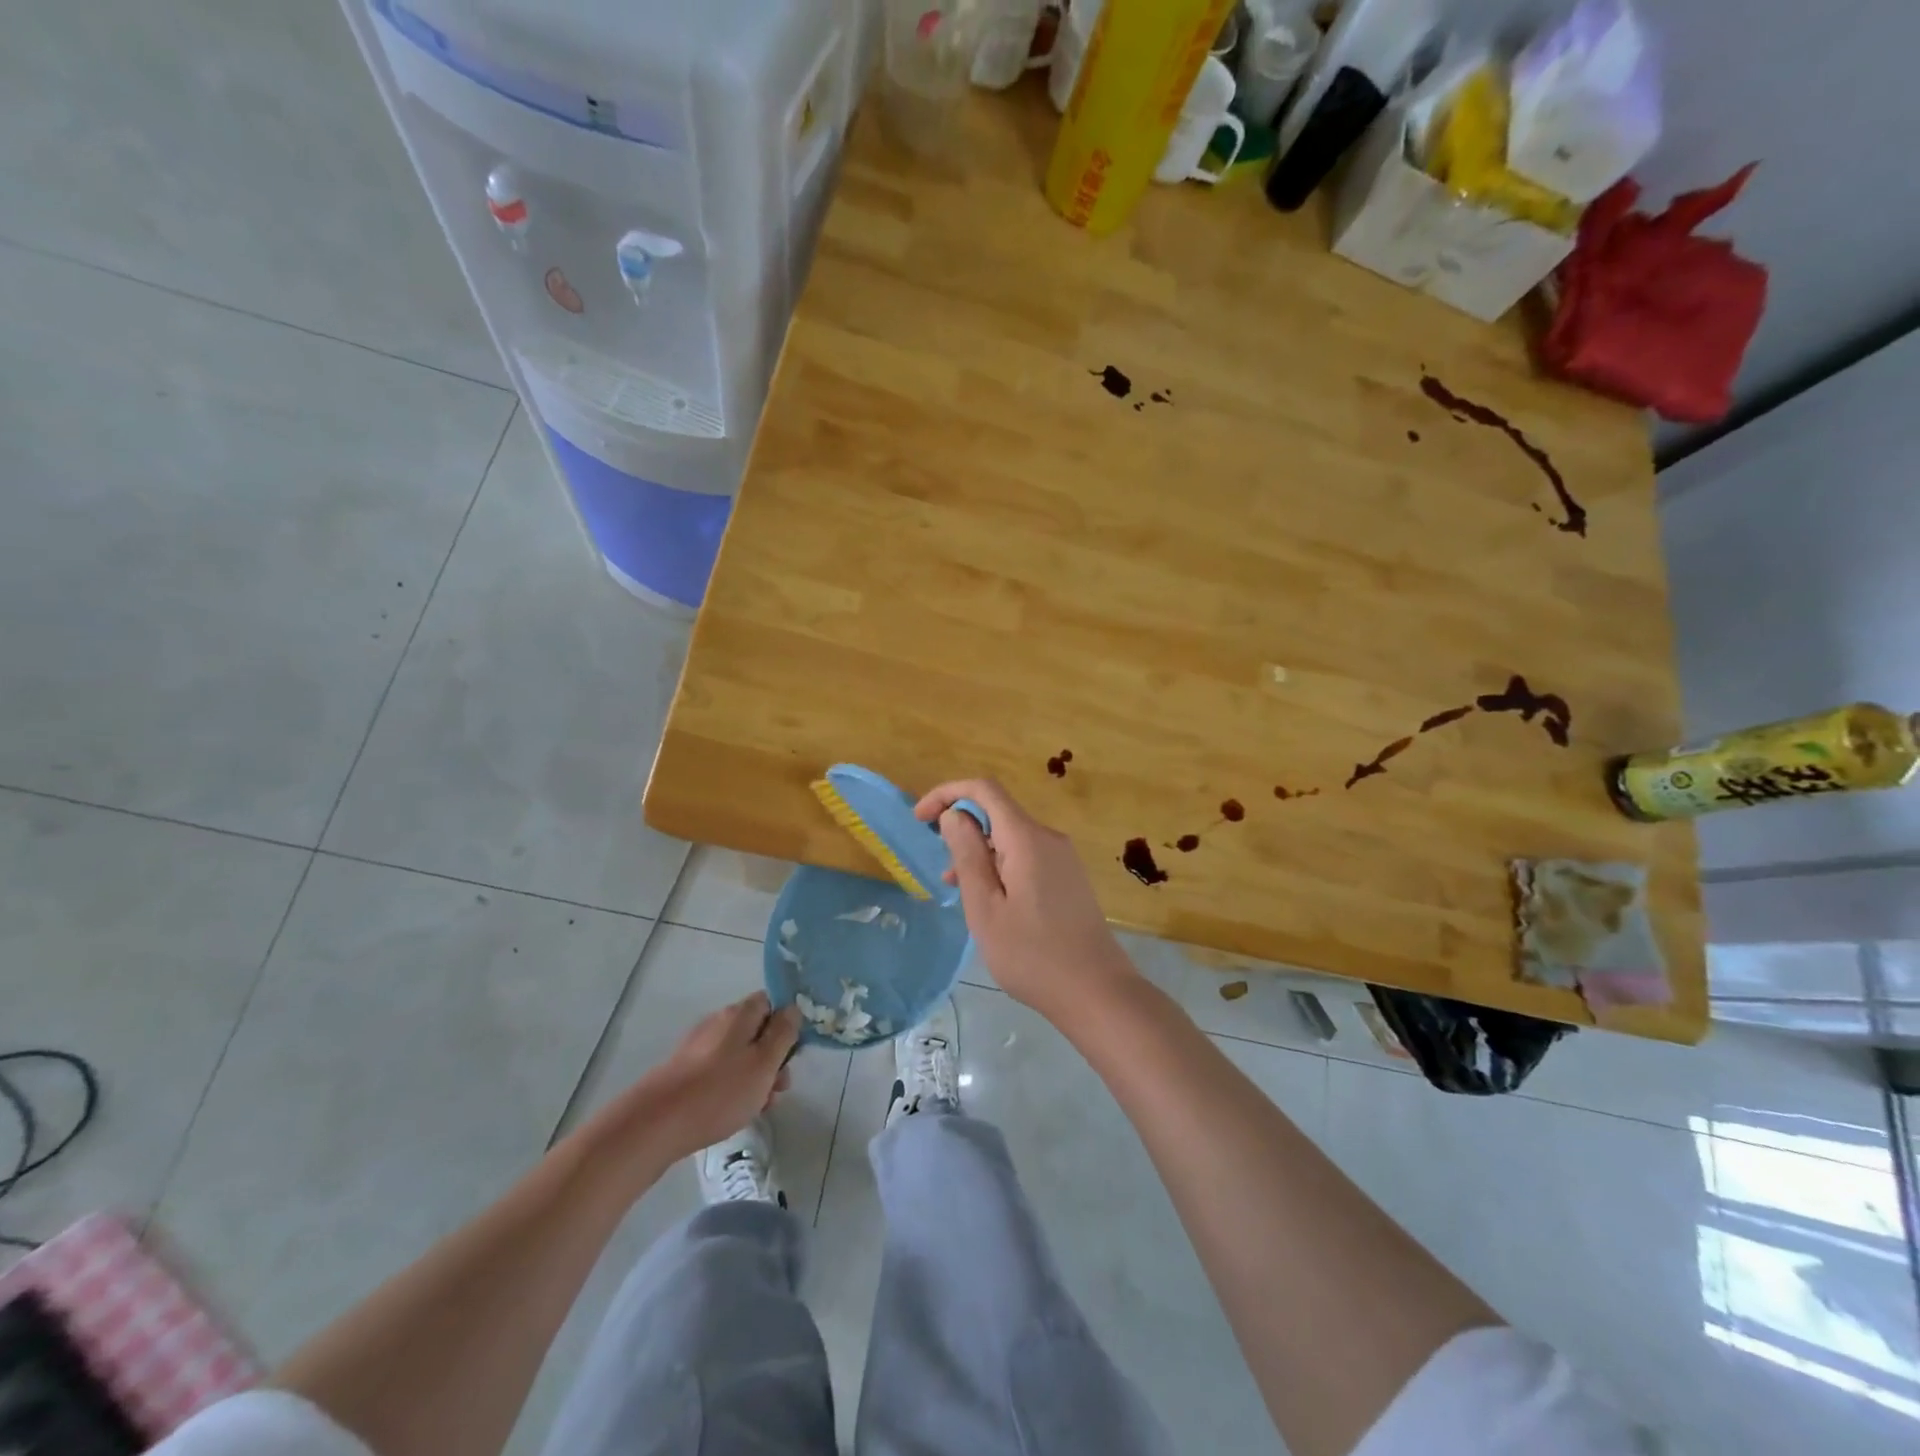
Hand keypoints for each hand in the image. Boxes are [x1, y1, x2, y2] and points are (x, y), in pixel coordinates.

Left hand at [638, 993, 800, 1158]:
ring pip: (740, 1055)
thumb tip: (793, 1009)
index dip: (786, 1023)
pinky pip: (720, 1071)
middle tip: (779, 1088)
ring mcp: (699, 1046)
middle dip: (773, 1058)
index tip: (793, 1052)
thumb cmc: (720, 1091)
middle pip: (757, 1031)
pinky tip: (734, 1112)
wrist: (656, 1124)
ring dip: (755, 1076)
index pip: (772, 1002)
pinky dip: (733, 1086)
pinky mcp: (685, 1070)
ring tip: (759, 1107)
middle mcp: (719, 1022)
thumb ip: (783, 1033)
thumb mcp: (764, 1063)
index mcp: (740, 1013)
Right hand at [915, 778, 1141, 1022]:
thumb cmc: (1032, 954)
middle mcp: (1048, 838)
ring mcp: (1062, 857)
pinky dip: (999, 865)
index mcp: (1027, 838)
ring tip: (957, 890)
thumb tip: (954, 814)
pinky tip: (990, 900)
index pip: (984, 790)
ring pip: (1010, 837)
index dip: (948, 793)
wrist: (1097, 992)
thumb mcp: (985, 908)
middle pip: (997, 812)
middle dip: (961, 828)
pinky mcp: (1068, 877)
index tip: (920, 818)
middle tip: (940, 867)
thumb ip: (967, 856)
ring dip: (979, 851)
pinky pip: (1026, 856)